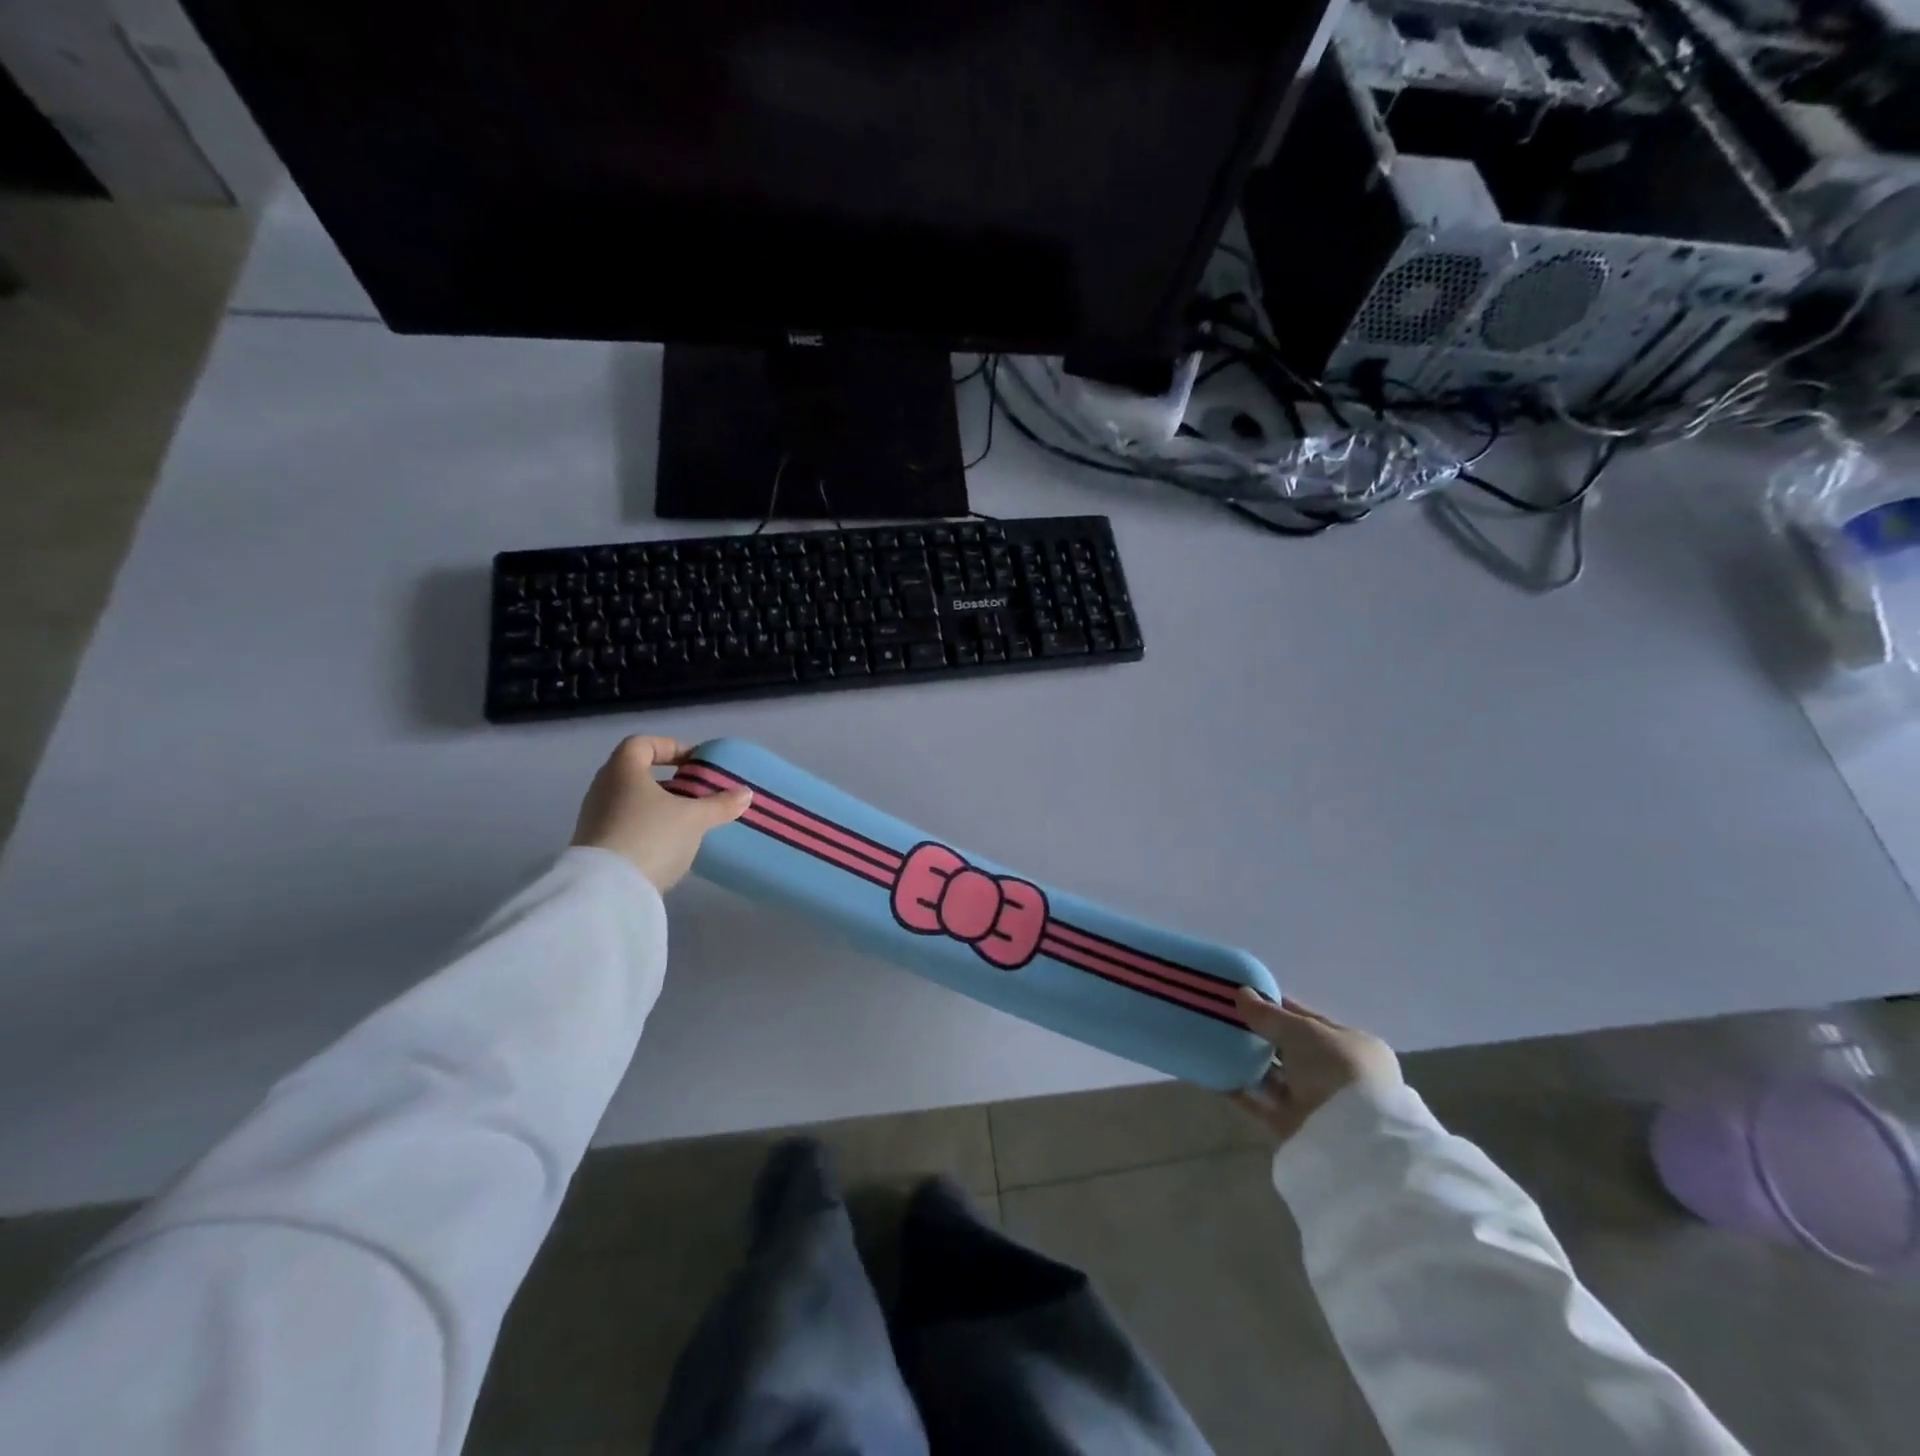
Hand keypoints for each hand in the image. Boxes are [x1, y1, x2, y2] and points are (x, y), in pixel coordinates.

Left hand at [571, 736, 751, 891]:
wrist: (607, 891)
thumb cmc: (651, 837)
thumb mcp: (694, 819)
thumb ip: (720, 804)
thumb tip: (745, 793)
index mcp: (622, 771)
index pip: (642, 744)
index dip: (671, 747)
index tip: (696, 763)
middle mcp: (602, 789)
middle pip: (636, 773)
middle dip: (668, 781)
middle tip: (696, 792)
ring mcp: (594, 819)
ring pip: (631, 802)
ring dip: (659, 807)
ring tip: (688, 821)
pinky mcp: (595, 847)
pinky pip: (625, 826)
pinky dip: (648, 828)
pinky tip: (669, 845)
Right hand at [1231, 990, 1402, 1145]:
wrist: (1352, 1142)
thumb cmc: (1337, 1071)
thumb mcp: (1302, 1031)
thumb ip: (1268, 1014)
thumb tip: (1241, 993)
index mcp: (1350, 1045)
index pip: (1308, 1019)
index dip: (1276, 1005)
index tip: (1243, 995)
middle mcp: (1336, 1074)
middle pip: (1290, 1048)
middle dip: (1259, 1034)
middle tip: (1222, 1018)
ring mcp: (1315, 1103)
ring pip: (1274, 1076)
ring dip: (1247, 1062)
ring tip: (1214, 1043)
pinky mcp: (1293, 1128)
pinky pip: (1260, 1103)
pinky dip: (1239, 1090)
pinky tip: (1215, 1076)